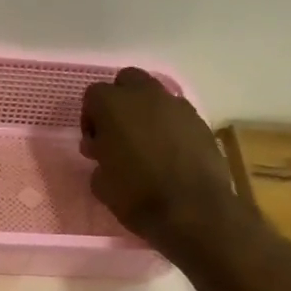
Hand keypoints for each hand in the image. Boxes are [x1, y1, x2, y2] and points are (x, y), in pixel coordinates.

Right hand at [81, 68, 241, 251]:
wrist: (192, 210)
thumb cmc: (137, 196)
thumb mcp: (101, 184)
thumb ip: (98, 157)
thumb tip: (103, 149)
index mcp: (114, 106)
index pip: (93, 95)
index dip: (90, 118)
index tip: (94, 144)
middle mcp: (146, 95)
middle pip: (127, 81)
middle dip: (120, 102)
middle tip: (118, 134)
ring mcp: (177, 105)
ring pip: (154, 95)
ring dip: (146, 113)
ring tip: (145, 145)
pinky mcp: (199, 120)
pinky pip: (176, 114)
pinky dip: (168, 127)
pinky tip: (169, 154)